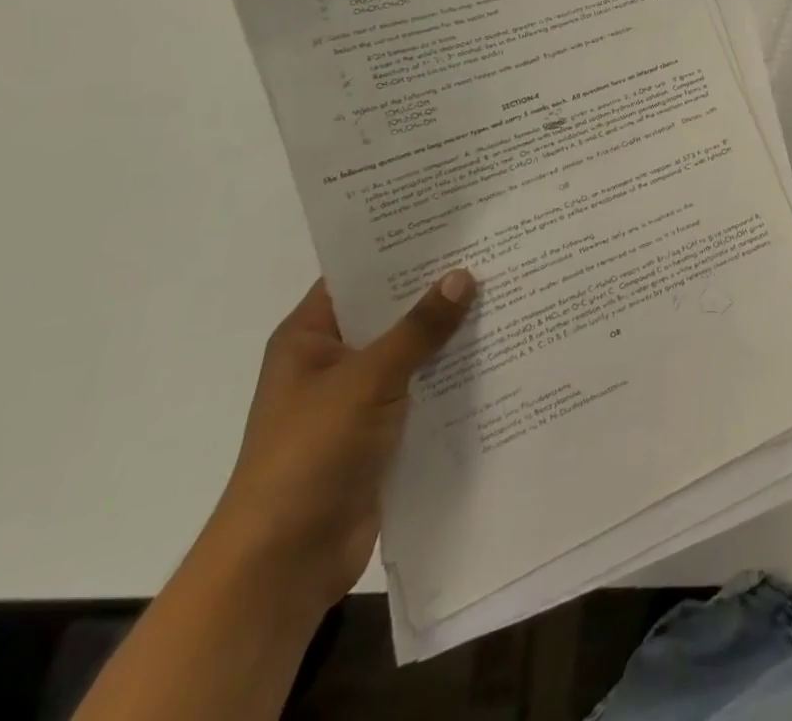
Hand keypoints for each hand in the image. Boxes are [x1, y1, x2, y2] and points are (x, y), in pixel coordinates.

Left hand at [202, 272, 476, 612]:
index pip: (359, 275)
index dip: (401, 249)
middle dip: (438, 289)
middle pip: (391, 311)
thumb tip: (464, 274)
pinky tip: (498, 352)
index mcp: (310, 337)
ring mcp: (358, 398)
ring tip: (508, 293)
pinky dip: (453, 374)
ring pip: (413, 351)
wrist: (283, 565)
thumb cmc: (309, 456)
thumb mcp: (367, 380)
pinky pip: (424, 389)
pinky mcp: (382, 432)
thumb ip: (419, 328)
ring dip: (451, 333)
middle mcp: (333, 360)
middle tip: (494, 253)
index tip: (455, 225)